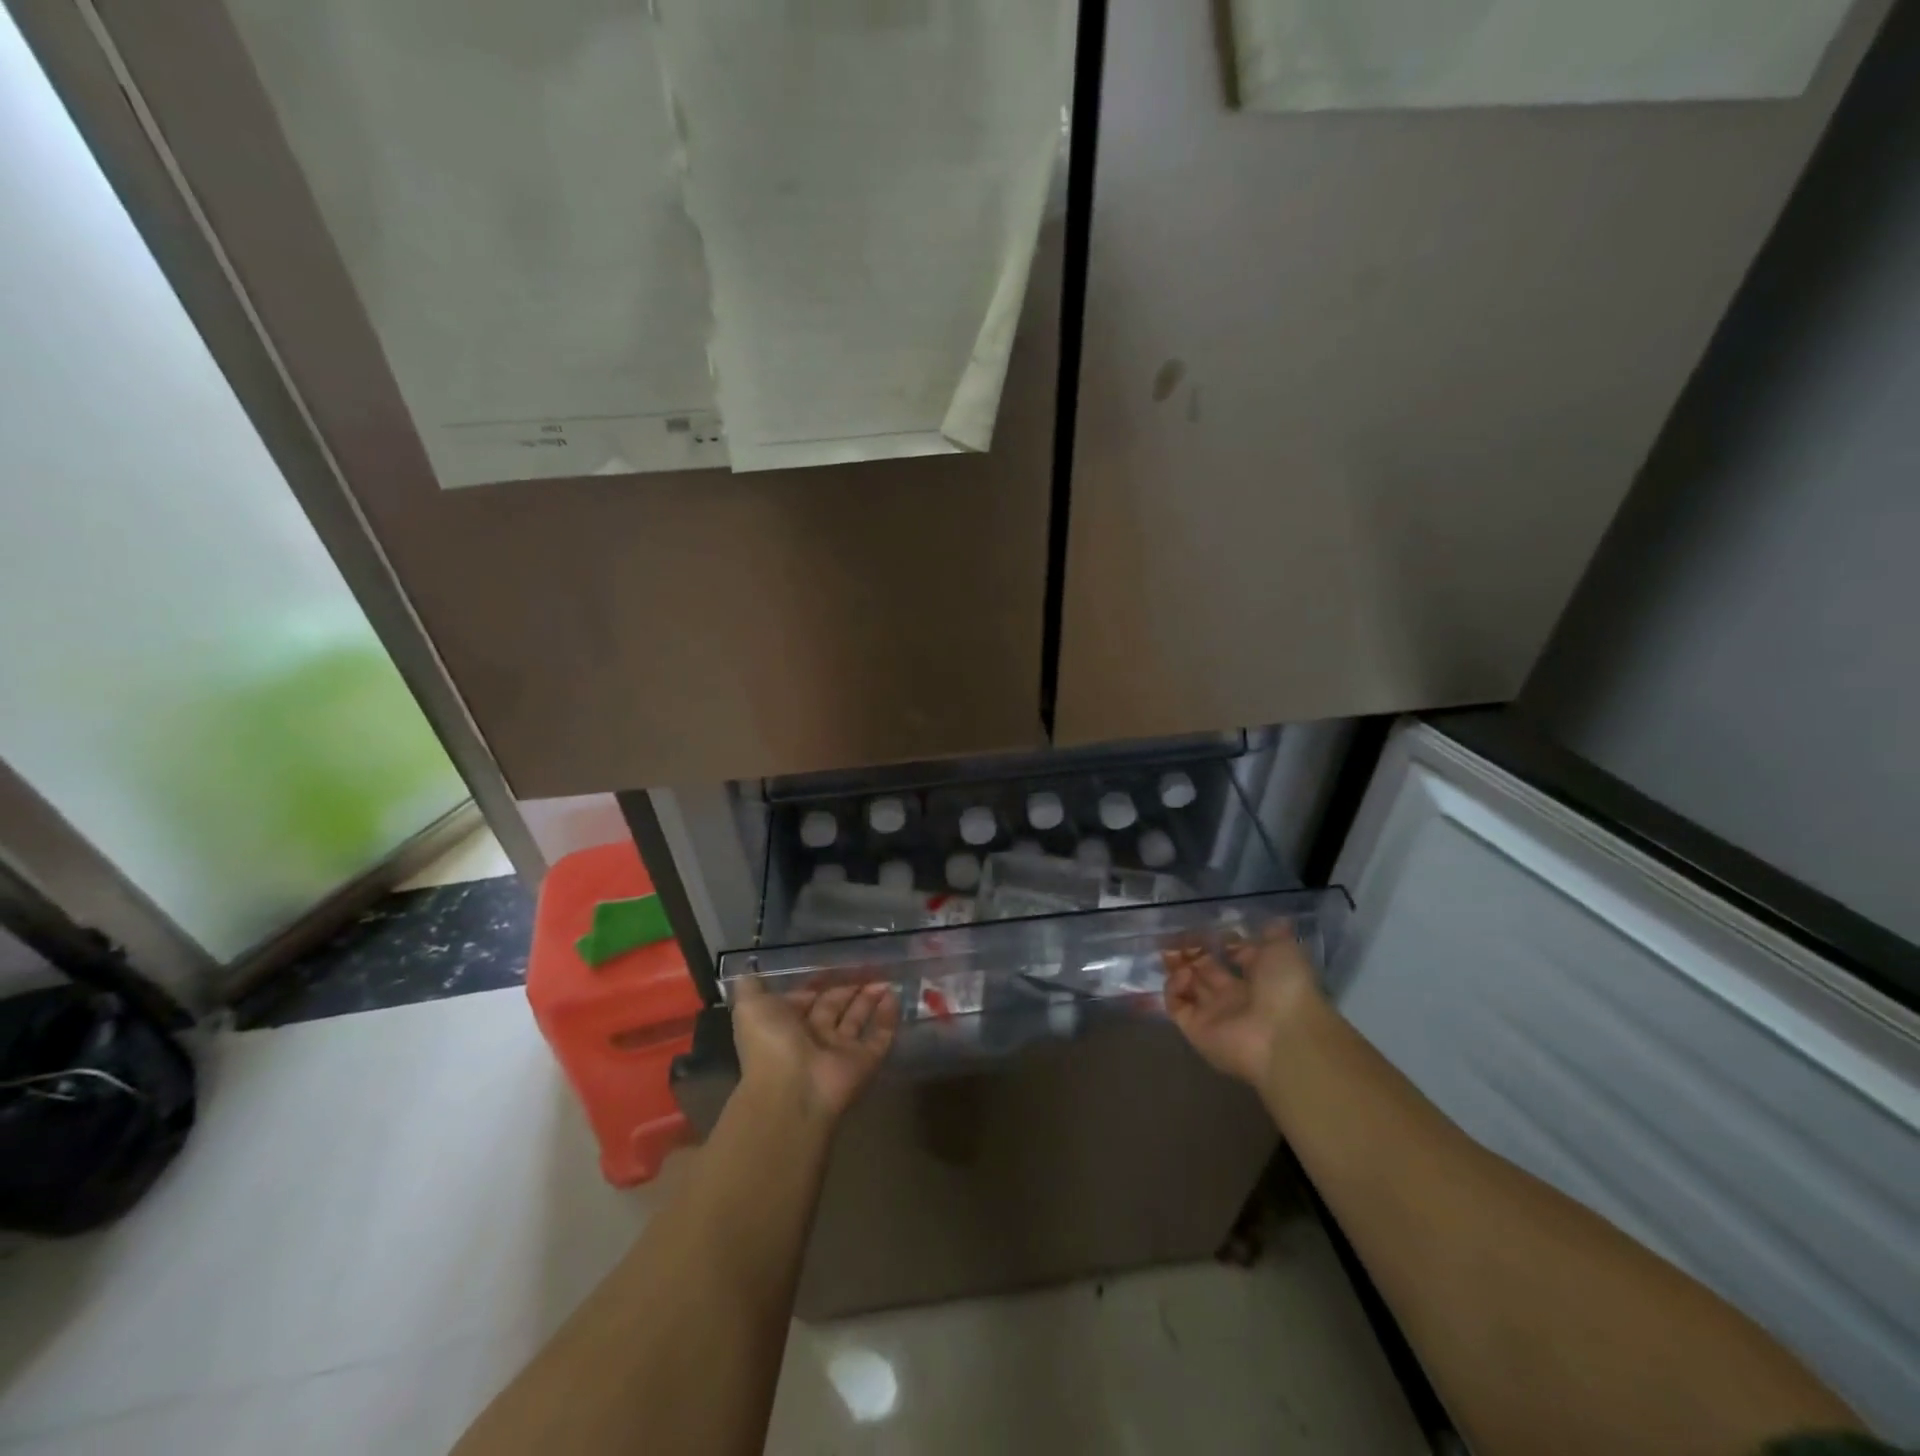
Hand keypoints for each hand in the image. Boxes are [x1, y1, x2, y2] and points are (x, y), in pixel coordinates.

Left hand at [732, 976, 899, 1126]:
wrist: (792, 1090)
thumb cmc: (770, 1043)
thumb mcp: (750, 1007)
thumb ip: (750, 986)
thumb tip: (748, 968)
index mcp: (786, 1025)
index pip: (805, 998)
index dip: (818, 982)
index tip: (835, 962)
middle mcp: (813, 1038)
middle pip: (835, 1007)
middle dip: (849, 987)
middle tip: (868, 964)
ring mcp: (840, 1052)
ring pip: (858, 1019)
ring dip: (870, 998)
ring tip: (885, 976)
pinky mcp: (864, 1062)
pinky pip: (879, 1037)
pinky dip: (888, 1018)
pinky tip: (894, 995)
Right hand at [1163, 923, 1323, 1085]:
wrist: (1283, 1037)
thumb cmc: (1286, 987)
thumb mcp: (1284, 949)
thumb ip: (1273, 934)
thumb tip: (1269, 922)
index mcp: (1259, 979)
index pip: (1233, 957)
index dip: (1219, 943)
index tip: (1206, 928)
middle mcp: (1236, 997)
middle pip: (1205, 971)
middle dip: (1190, 952)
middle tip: (1175, 937)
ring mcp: (1214, 1014)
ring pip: (1188, 986)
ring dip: (1177, 967)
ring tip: (1170, 951)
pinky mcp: (1195, 1028)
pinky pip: (1176, 1005)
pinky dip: (1173, 988)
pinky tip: (1182, 975)